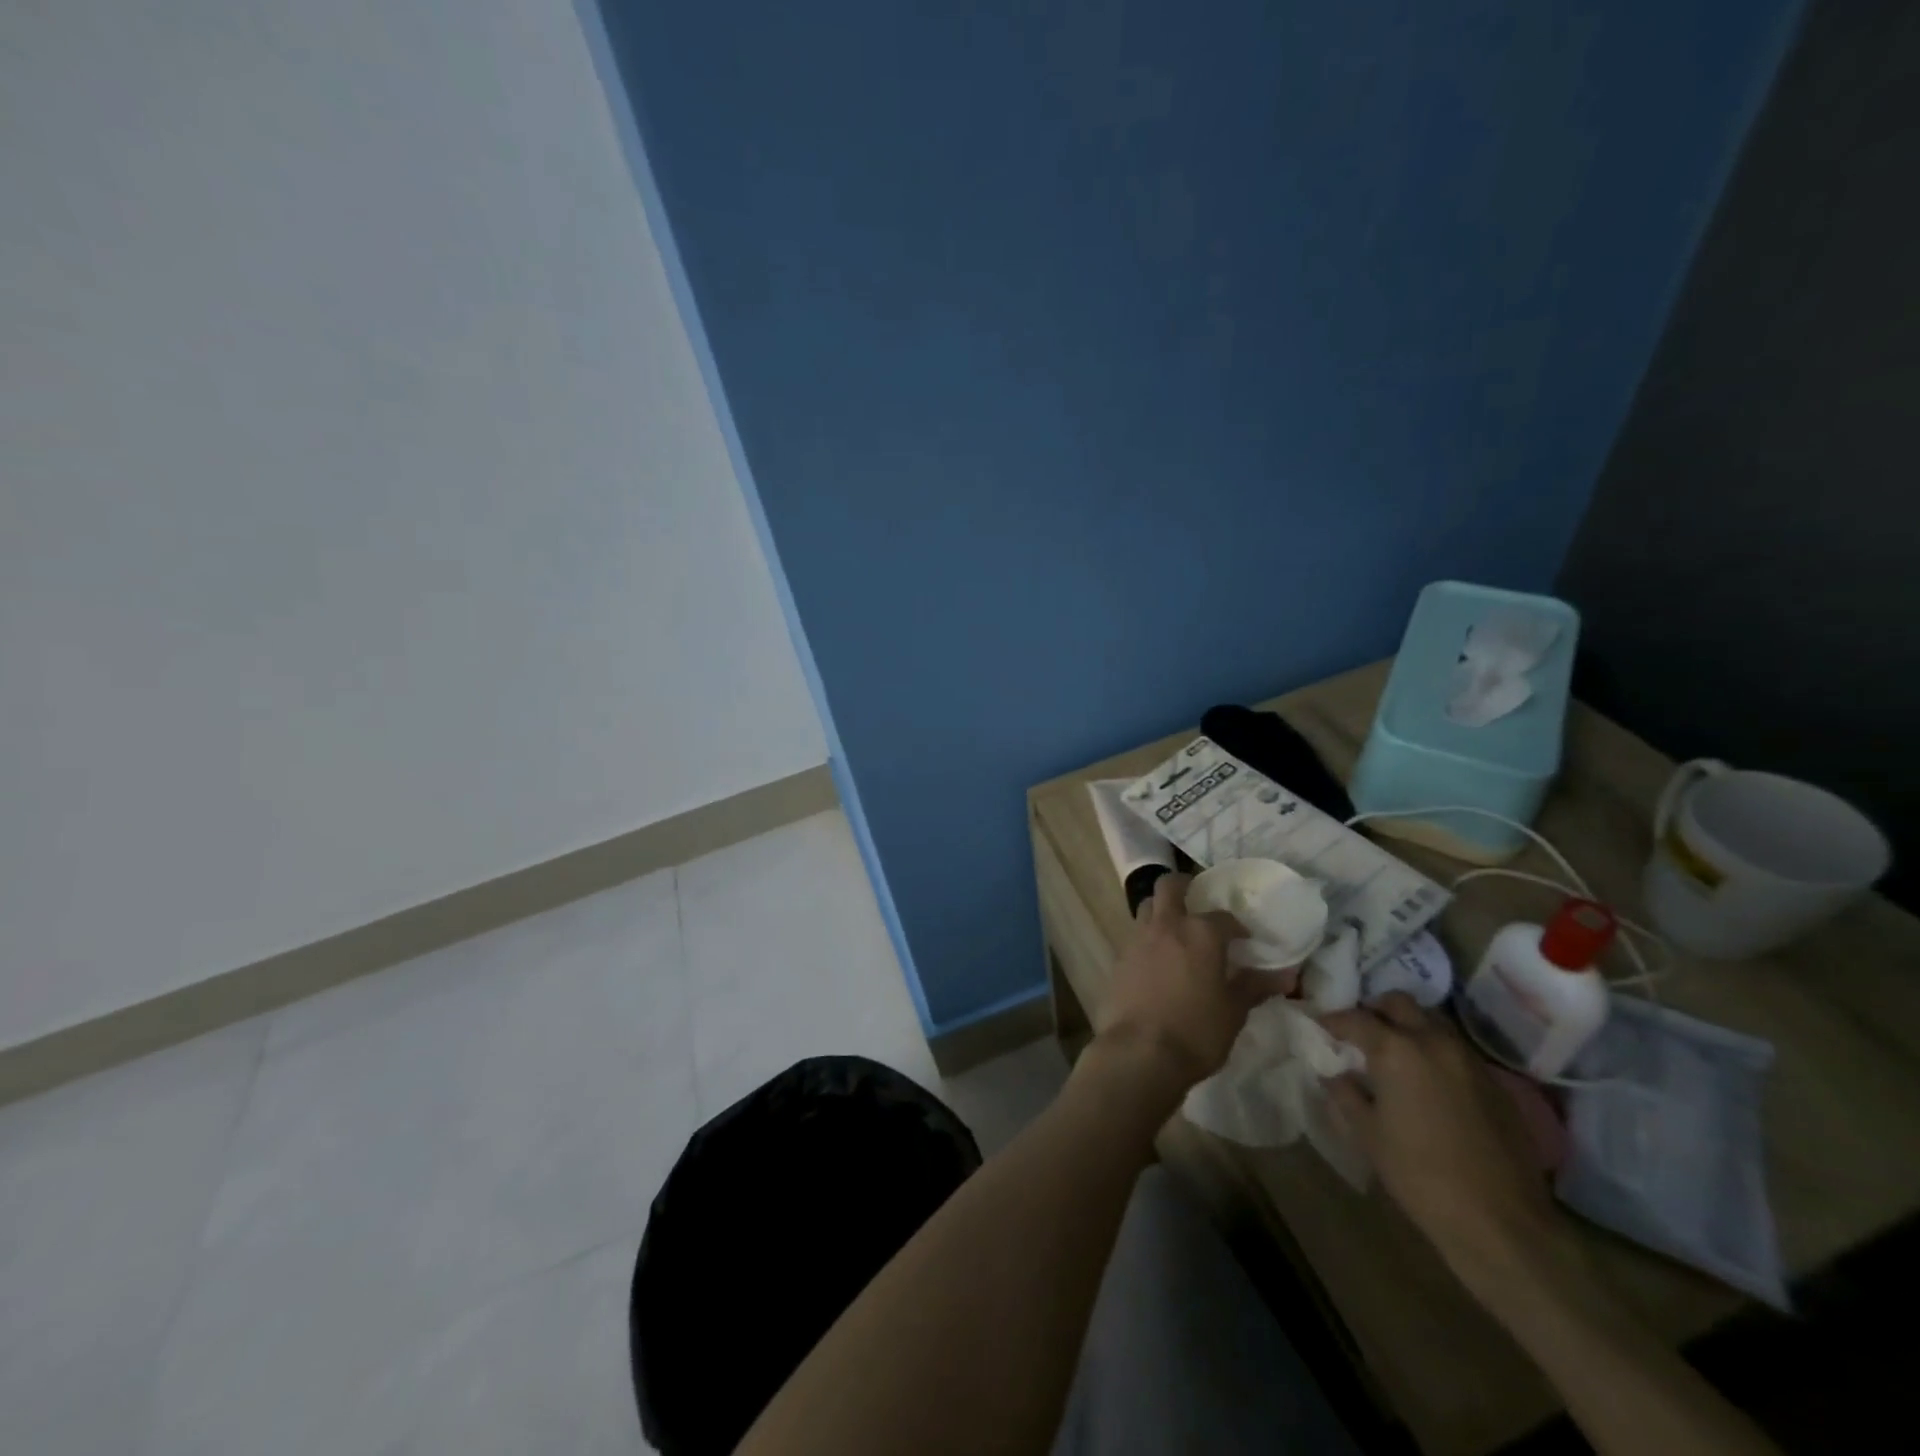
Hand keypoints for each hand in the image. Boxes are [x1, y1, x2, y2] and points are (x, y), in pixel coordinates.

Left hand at [1099, 873, 1275, 1089]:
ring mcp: (1137, 938)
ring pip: (1146, 906)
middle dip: (1184, 886)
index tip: (1244, 940)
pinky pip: (1134, 935)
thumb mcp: (1233, 1012)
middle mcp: (1166, 925)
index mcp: (1200, 932)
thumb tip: (1285, 976)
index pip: (1223, 917)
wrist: (1140, 1051)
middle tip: (1196, 900)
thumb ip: (1254, 986)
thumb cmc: (1196, 1031)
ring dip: (1160, 909)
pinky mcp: (1119, 957)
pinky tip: (1156, 960)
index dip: (1236, 927)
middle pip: (1169, 886)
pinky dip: (1147, 938)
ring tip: (1175, 929)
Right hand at [1320, 994, 1562, 1283]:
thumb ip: (1345, 1093)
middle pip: (1399, 1003)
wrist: (1501, 1223)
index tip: (1321, 1028)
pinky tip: (1428, 1083)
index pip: (1355, 1018)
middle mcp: (1434, 1042)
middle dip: (1375, 1010)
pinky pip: (1456, 1050)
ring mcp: (1470, 1060)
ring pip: (1432, 1022)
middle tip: (1361, 1034)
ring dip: (1409, 1027)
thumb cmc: (1420, 1176)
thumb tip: (1332, 1072)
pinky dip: (1435, 1052)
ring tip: (1394, 1055)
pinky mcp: (1495, 1083)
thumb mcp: (1368, 1134)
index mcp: (1397, 1050)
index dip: (1333, 1021)